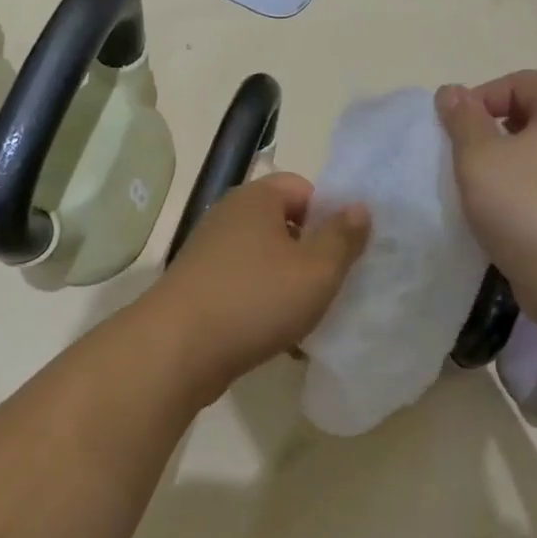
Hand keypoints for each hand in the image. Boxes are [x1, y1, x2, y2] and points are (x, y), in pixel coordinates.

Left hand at [151, 173, 370, 400]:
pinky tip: (279, 340)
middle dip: (311, 255)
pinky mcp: (198, 287)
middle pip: (284, 225)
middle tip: (332, 286)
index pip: (302, 187)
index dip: (329, 215)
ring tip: (308, 320)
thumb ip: (343, 237)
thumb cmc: (256, 300)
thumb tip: (359, 207)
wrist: (176, 350)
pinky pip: (244, 287)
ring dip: (290, 286)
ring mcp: (209, 253)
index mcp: (256, 199)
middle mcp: (228, 217)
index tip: (343, 251)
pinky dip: (263, 306)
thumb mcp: (317, 270)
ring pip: (265, 261)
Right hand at [436, 72, 536, 293]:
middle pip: (532, 114)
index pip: (520, 81)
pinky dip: (522, 188)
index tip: (455, 130)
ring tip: (478, 187)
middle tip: (464, 157)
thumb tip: (451, 91)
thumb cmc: (525, 205)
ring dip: (505, 162)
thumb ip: (462, 119)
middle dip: (492, 129)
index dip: (481, 97)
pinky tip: (501, 212)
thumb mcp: (479, 156)